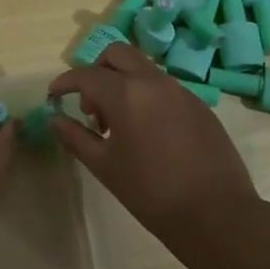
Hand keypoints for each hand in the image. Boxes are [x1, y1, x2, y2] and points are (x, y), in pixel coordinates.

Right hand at [48, 45, 269, 268]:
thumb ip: (75, 137)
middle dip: (96, 71)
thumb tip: (54, 119)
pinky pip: (164, 87)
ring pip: (142, 69)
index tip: (53, 96)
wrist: (216, 214)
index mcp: (126, 93)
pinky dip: (146, 96)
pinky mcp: (200, 105)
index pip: (86, 74)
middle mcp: (153, 81)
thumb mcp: (104, 166)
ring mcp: (181, 90)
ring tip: (119, 126)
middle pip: (117, 54)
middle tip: (91, 107)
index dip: (65, 82)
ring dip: (123, 83)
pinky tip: (148, 133)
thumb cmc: (150, 192)